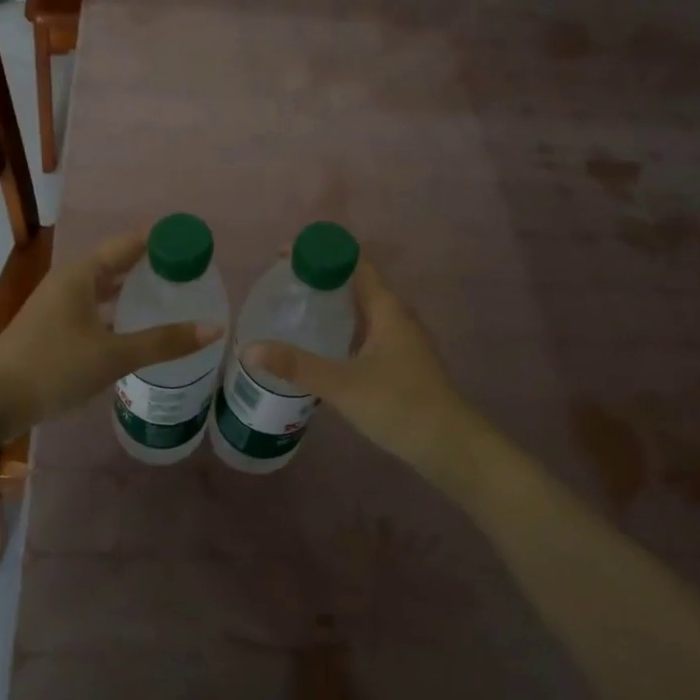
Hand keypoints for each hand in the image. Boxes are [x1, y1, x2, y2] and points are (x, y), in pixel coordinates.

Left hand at [0, 229, 219, 449]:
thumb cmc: (53, 366)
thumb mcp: (112, 355)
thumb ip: (163, 342)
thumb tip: (214, 328)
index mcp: (83, 273)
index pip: (132, 242)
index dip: (164, 240)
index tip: (197, 244)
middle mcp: (71, 281)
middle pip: (120, 262)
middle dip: (154, 265)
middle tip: (193, 274)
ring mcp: (60, 304)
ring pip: (107, 288)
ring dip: (136, 290)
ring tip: (173, 298)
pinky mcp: (55, 328)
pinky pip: (97, 308)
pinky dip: (120, 312)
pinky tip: (138, 329)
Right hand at [247, 261, 490, 487]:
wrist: (451, 446)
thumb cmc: (400, 405)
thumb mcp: (342, 385)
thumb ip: (296, 366)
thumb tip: (248, 348)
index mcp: (387, 307)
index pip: (353, 262)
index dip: (320, 252)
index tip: (284, 255)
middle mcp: (396, 315)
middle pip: (356, 282)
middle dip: (320, 277)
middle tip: (281, 283)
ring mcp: (401, 339)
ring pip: (361, 309)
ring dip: (331, 305)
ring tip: (292, 310)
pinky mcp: (401, 361)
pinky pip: (365, 331)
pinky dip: (341, 329)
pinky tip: (319, 347)